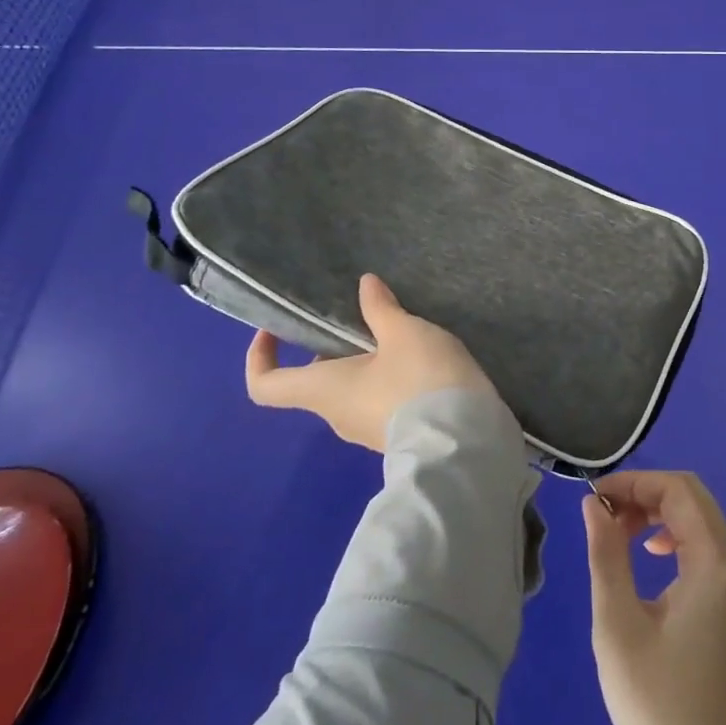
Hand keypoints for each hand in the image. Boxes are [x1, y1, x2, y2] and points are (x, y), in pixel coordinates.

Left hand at [244, 273, 496, 451]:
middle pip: (317, 380)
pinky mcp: (396, 434)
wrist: (464, 440)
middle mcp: (336, 414)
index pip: (265, 386)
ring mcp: (366, 430)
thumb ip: (381, 308)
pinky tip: (422, 360)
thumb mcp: (403, 332)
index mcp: (323, 390)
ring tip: (403, 333)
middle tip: (363, 318)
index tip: (277, 329)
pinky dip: (390, 378)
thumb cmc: (419, 379)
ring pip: (352, 389)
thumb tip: (365, 284)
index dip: (260, 356)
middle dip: (334, 347)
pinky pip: (380, 401)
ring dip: (367, 361)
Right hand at [583, 471, 725, 724]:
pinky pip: (702, 546)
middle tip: (603, 515)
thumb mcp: (617, 624)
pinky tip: (646, 557)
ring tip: (617, 534)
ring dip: (657, 514)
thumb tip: (593, 503)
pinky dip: (671, 537)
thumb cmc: (654, 704)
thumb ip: (606, 553)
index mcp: (716, 564)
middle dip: (645, 494)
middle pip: (693, 498)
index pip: (680, 491)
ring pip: (698, 519)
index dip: (636, 483)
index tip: (595, 499)